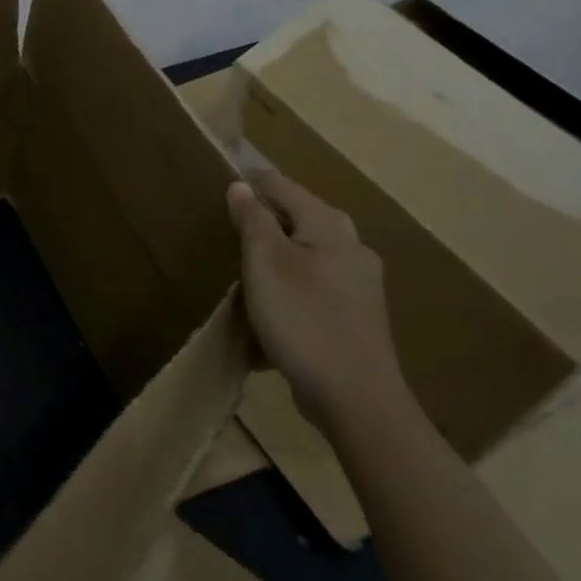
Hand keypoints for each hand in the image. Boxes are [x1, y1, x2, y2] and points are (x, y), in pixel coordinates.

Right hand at [226, 169, 409, 433]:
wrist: (355, 398)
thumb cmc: (303, 319)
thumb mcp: (265, 263)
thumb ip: (253, 220)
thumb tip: (241, 186)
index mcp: (329, 226)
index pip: (283, 185)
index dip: (251, 182)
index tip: (221, 186)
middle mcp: (351, 247)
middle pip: (300, 220)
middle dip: (266, 221)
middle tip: (230, 230)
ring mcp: (359, 285)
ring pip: (308, 256)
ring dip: (277, 258)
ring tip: (246, 272)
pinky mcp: (357, 318)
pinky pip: (316, 290)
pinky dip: (291, 290)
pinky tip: (272, 313)